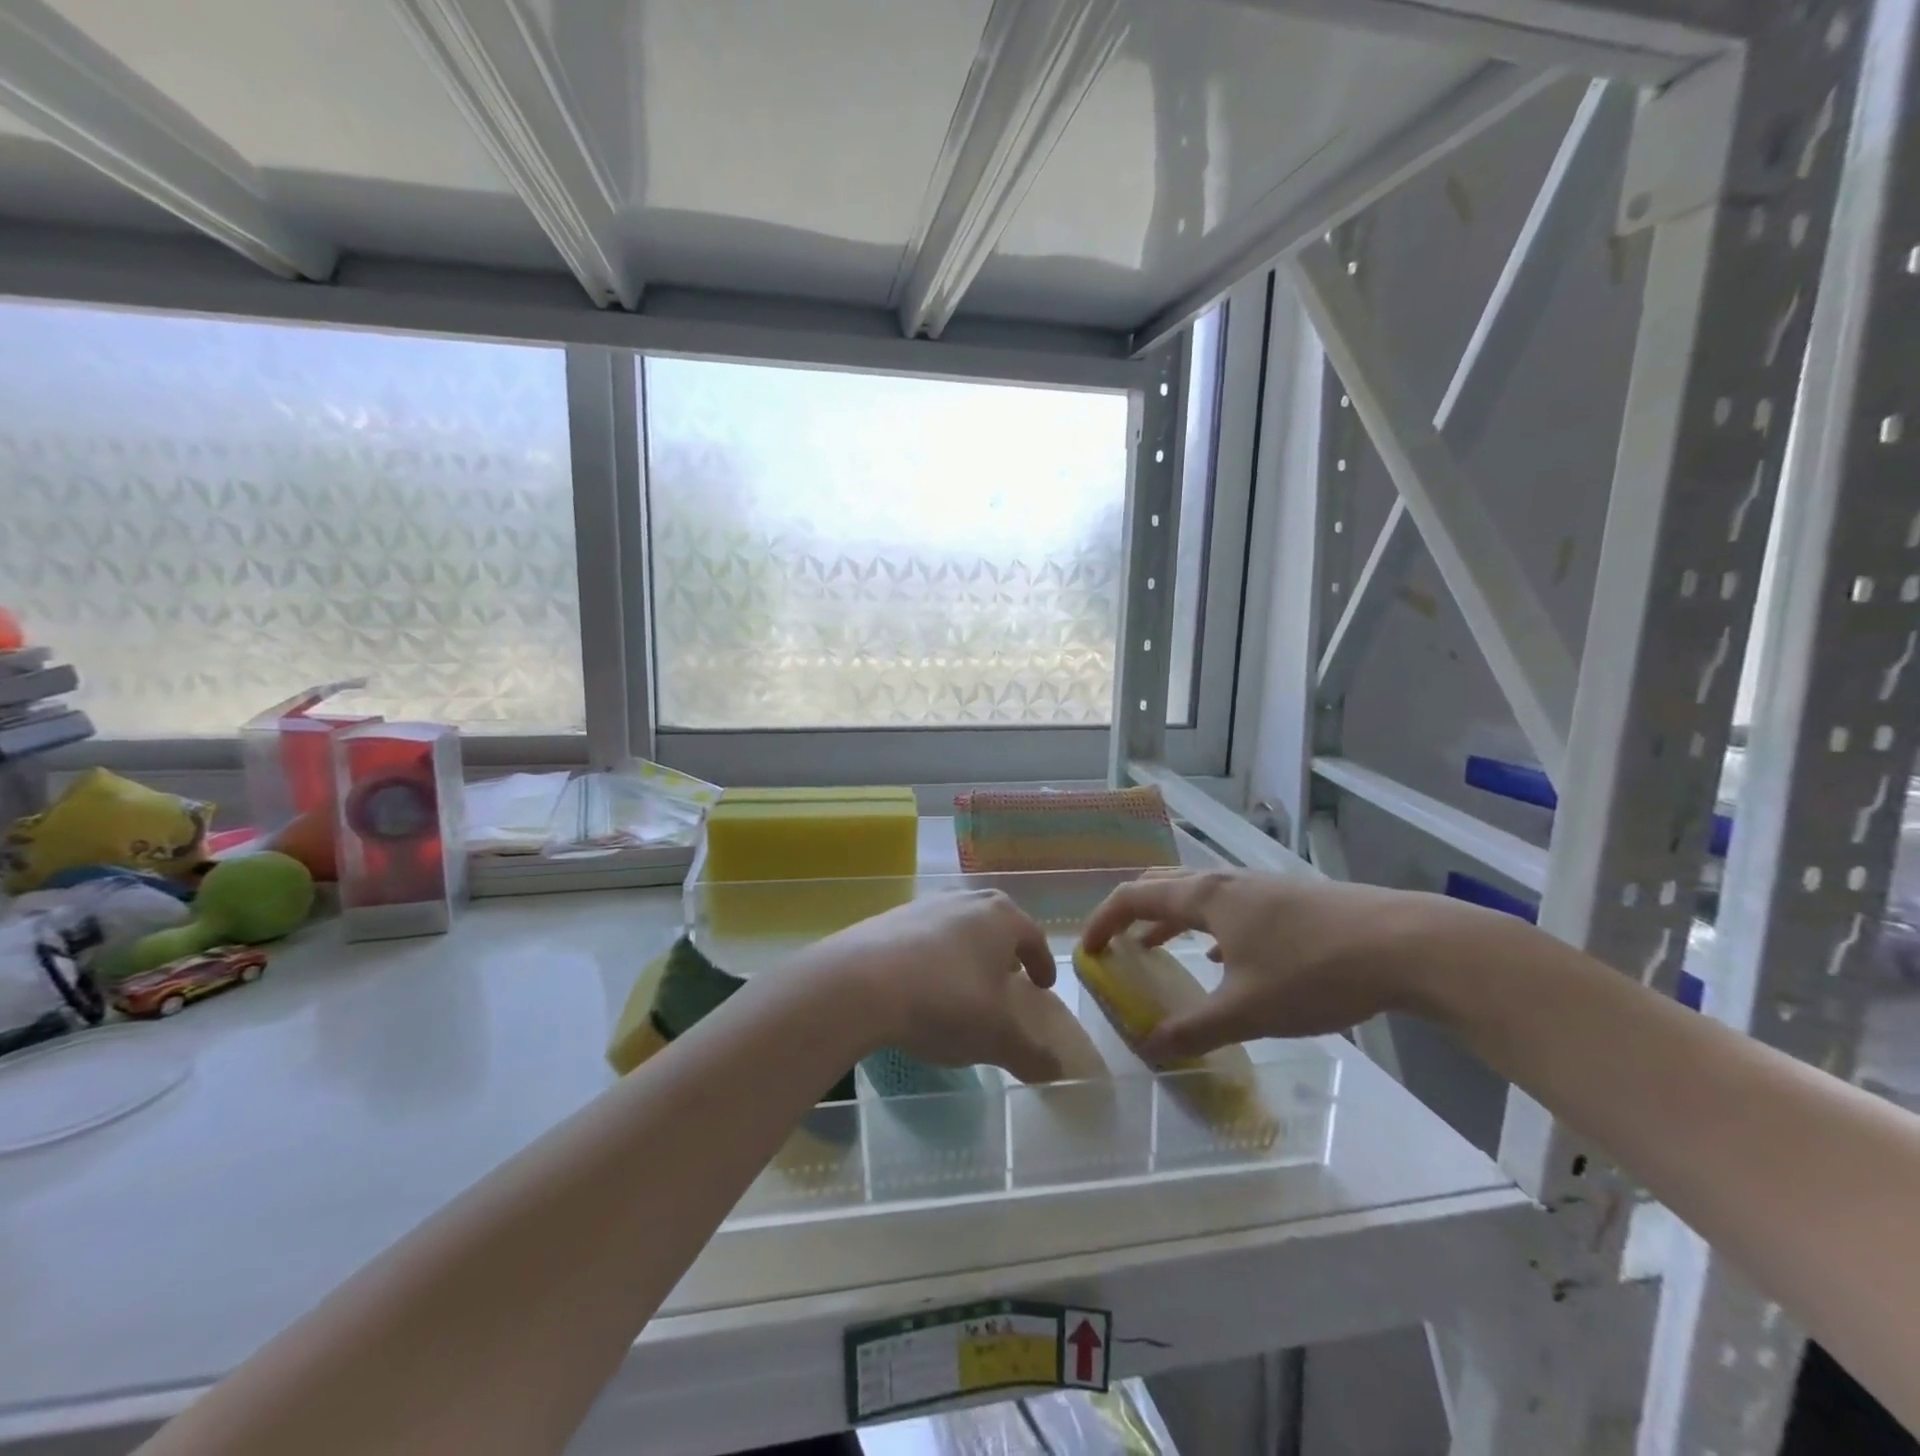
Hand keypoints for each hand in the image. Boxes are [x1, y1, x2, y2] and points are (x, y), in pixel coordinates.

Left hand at [814, 891, 1064, 1083]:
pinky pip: (923, 934)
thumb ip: (1029, 1054)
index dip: (1041, 962)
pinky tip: (922, 982)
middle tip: (1007, 975)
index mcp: (1001, 918)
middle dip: (1005, 946)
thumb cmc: (945, 1000)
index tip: (1042, 984)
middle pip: (995, 918)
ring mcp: (925, 904)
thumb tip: (1057, 1071)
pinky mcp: (889, 917)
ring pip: (958, 922)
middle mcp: (966, 901)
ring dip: (966, 947)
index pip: (1033, 936)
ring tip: (963, 980)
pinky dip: (932, 953)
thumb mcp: (995, 1036)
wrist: (861, 983)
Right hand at [1080, 869, 1432, 1060]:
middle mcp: (1225, 882)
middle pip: (1161, 885)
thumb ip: (1193, 1030)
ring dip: (1167, 918)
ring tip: (1155, 948)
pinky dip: (1205, 926)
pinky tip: (1222, 956)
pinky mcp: (1288, 900)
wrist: (1404, 944)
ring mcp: (1259, 887)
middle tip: (1114, 943)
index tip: (1086, 951)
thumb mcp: (1247, 1010)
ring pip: (1196, 895)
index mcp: (1204, 897)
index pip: (1133, 897)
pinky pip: (1228, 907)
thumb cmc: (1313, 971)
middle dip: (1130, 911)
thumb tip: (1149, 1049)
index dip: (1102, 921)